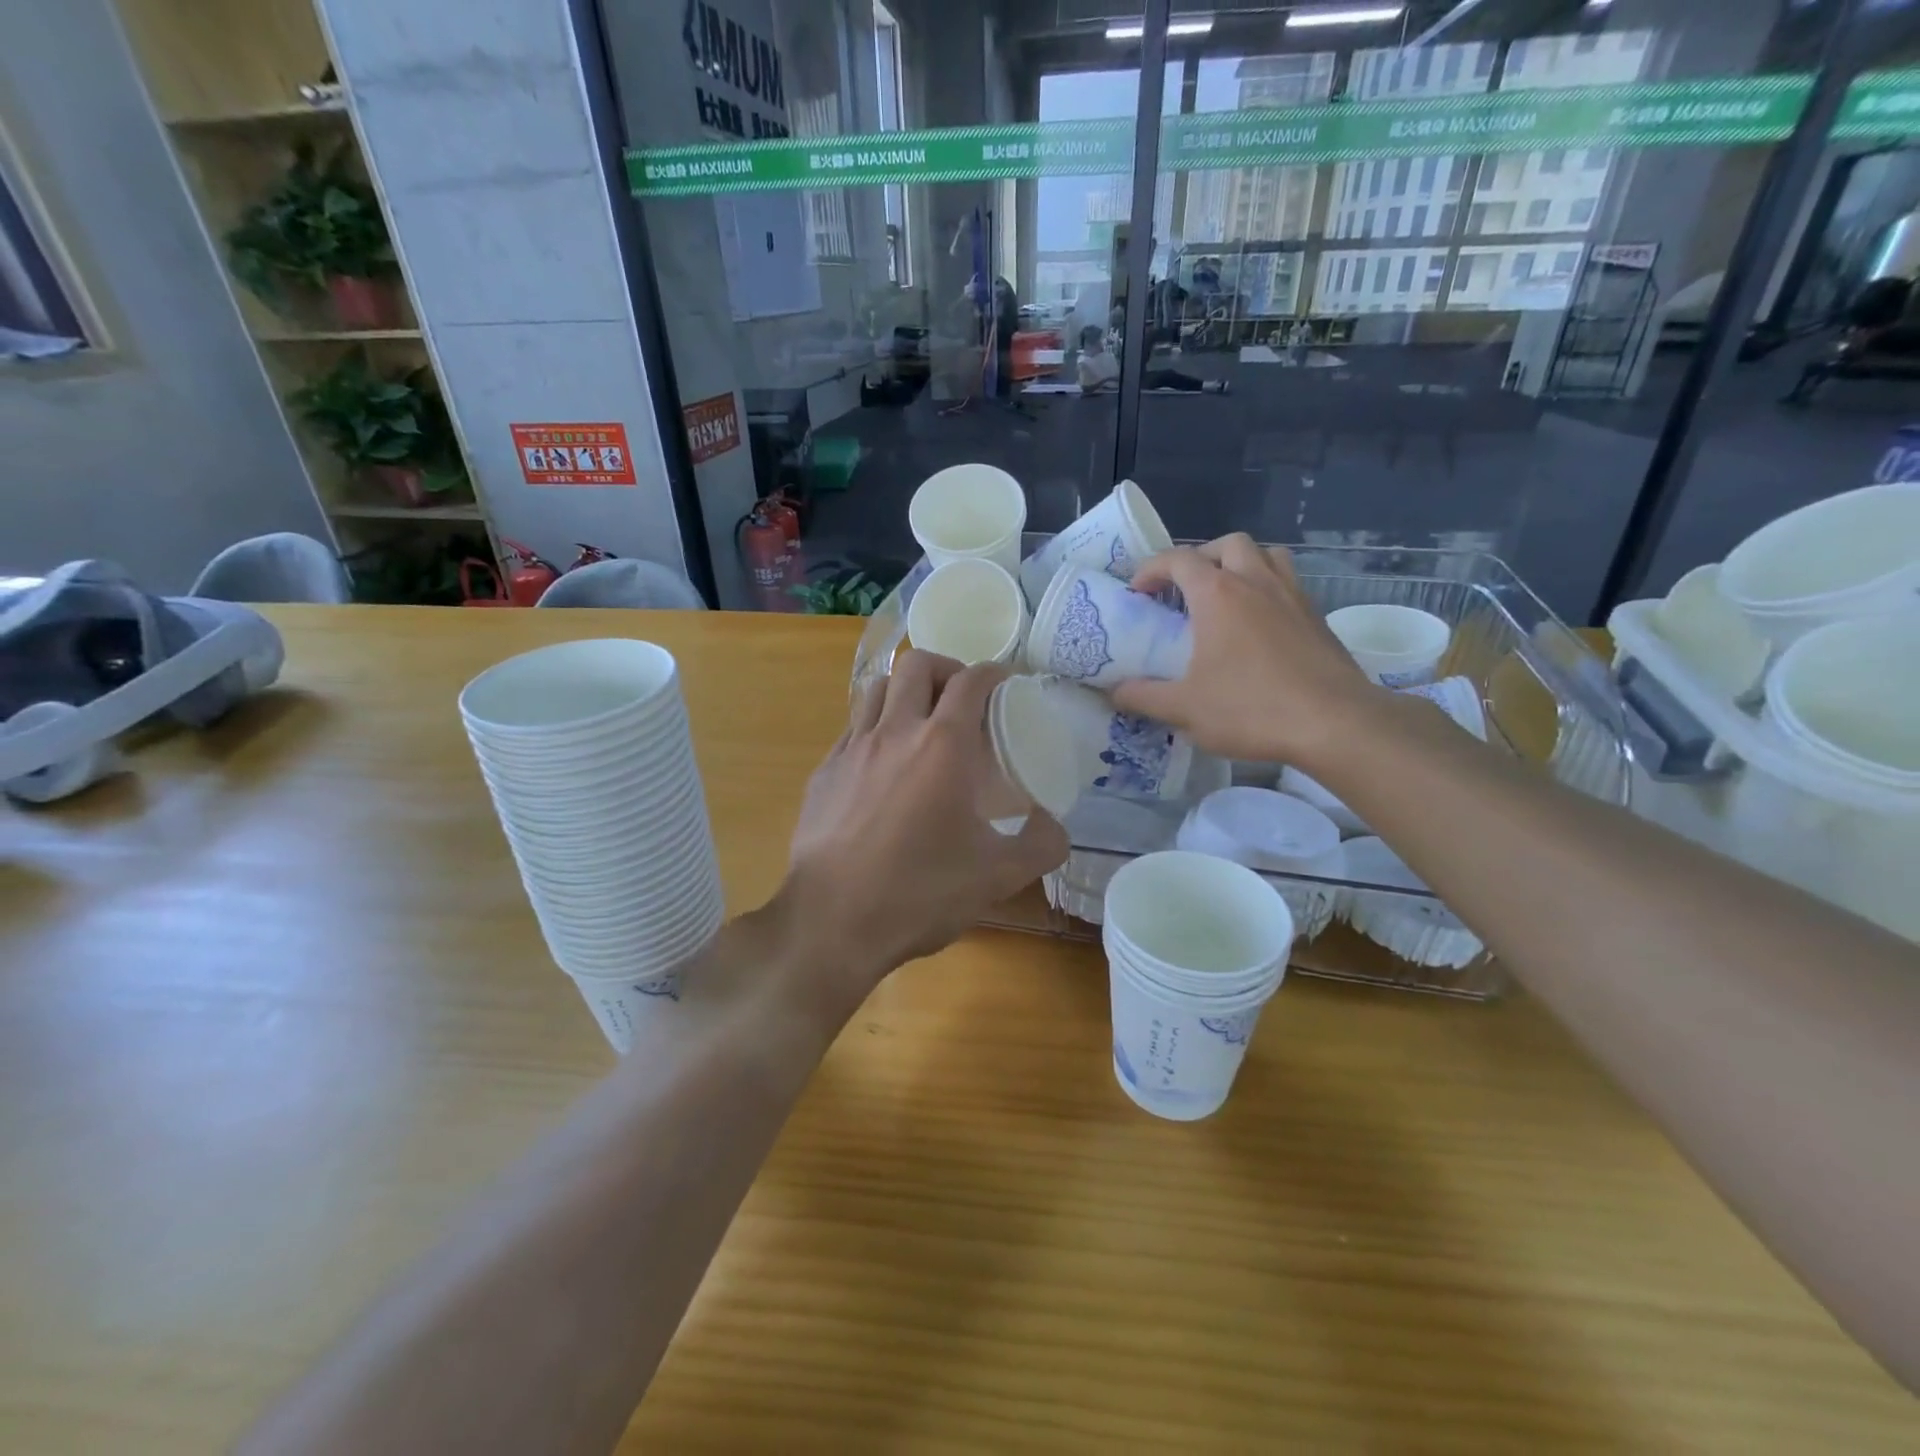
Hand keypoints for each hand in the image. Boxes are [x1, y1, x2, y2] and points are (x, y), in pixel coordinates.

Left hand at [779, 651, 1068, 998]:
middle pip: (917, 665)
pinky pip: (853, 727)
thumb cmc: (919, 893)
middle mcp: (895, 732)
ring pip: (878, 688)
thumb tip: (1055, 826)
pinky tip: (884, 763)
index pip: (970, 681)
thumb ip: (1041, 845)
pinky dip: (876, 726)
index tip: (1006, 683)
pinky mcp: (824, 771)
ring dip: (905, 690)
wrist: (832, 922)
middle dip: (946, 669)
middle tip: (963, 698)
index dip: (993, 673)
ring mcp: (852, 748)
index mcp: (942, 746)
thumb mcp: (998, 877)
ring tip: (921, 719)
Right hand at [1111, 535, 1380, 765]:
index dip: (1151, 569)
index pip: (1178, 559)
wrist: (1334, 723)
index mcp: (1218, 594)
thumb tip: (1114, 692)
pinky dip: (1267, 588)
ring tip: (1225, 595)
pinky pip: (1288, 583)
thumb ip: (1142, 697)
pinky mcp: (1317, 616)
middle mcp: (1256, 582)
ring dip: (1241, 564)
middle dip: (1200, 558)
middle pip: (1227, 545)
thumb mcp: (1183, 709)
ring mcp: (1292, 595)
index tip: (1137, 593)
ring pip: (1266, 555)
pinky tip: (1259, 625)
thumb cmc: (1251, 709)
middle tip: (1184, 590)